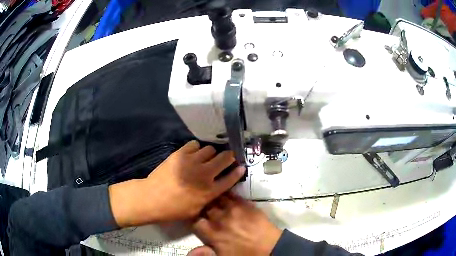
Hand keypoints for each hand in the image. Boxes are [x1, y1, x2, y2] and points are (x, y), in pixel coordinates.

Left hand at [109, 141, 245, 226]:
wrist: (152, 198)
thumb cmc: (174, 209)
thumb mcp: (196, 210)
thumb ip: (208, 198)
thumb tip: (215, 189)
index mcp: (210, 191)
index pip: (231, 178)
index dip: (238, 171)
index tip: (241, 166)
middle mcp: (205, 174)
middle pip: (225, 158)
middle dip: (229, 157)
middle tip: (226, 158)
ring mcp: (193, 162)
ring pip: (210, 149)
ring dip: (210, 154)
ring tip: (205, 158)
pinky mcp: (181, 154)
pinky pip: (195, 145)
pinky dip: (196, 148)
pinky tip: (192, 154)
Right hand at [193, 193, 282, 255]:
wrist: (270, 248)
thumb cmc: (245, 255)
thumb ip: (205, 254)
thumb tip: (190, 252)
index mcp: (213, 234)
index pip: (195, 221)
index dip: (193, 219)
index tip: (195, 218)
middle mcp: (220, 219)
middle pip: (205, 207)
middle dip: (203, 207)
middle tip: (204, 208)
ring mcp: (233, 210)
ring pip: (217, 198)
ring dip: (213, 198)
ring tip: (212, 197)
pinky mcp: (245, 204)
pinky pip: (232, 194)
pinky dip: (226, 193)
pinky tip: (224, 191)